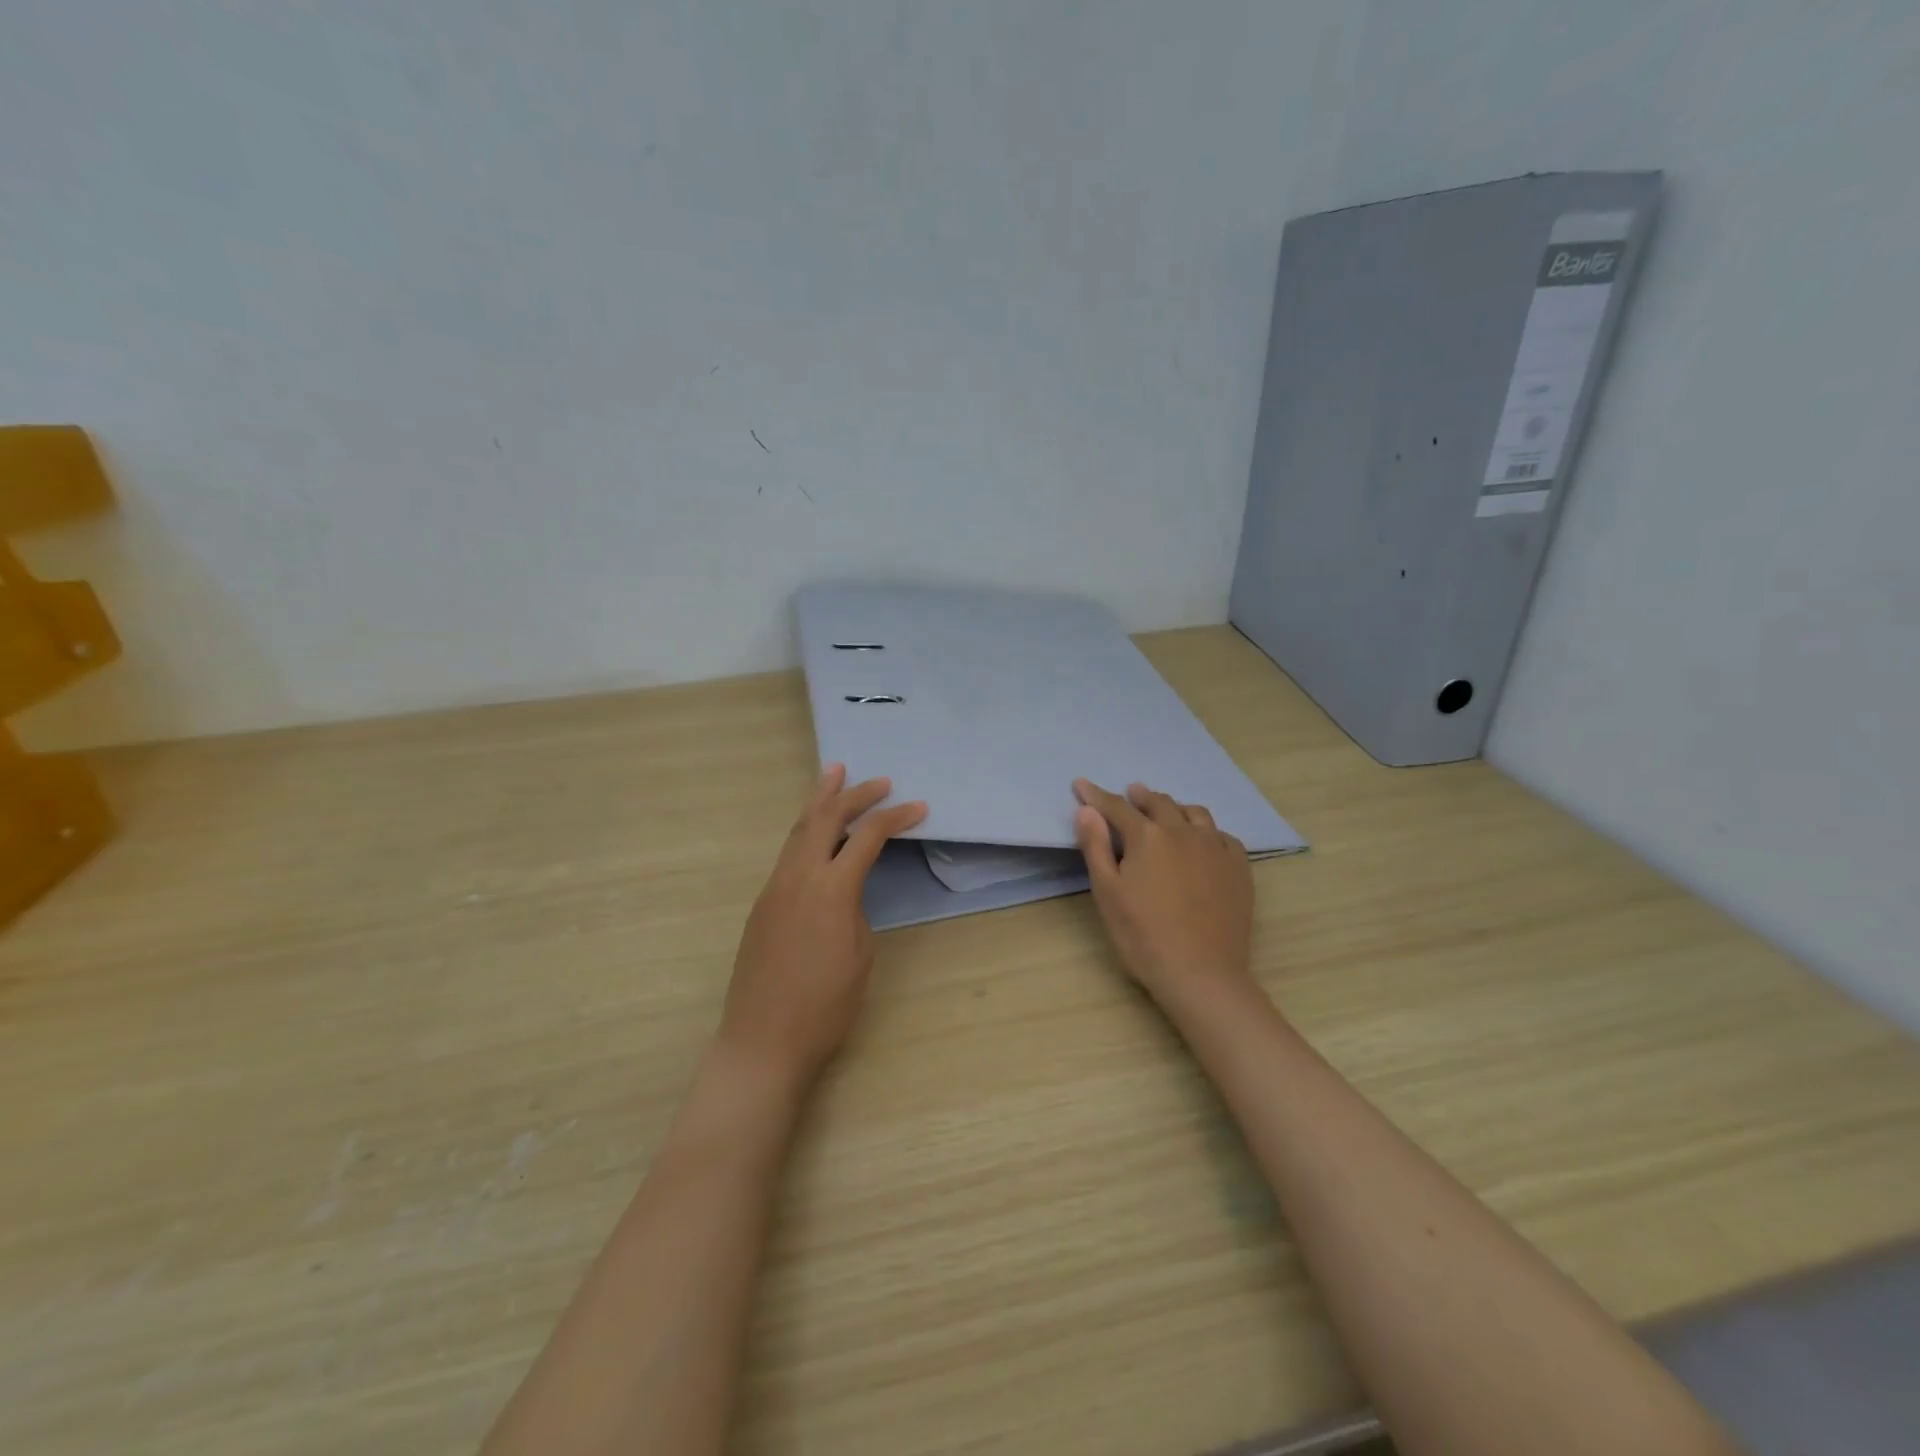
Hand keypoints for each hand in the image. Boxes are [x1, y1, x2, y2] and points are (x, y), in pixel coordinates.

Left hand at [719, 765, 926, 1090]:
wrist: (762, 1042)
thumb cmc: (824, 1007)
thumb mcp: (859, 956)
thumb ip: (856, 910)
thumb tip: (846, 890)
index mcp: (831, 890)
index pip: (868, 837)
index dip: (896, 818)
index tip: (919, 807)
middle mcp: (798, 877)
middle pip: (826, 818)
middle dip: (854, 794)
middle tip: (879, 781)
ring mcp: (774, 887)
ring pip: (798, 829)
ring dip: (820, 800)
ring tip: (833, 774)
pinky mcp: (762, 903)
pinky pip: (788, 852)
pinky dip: (806, 829)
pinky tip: (816, 829)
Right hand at [1072, 779, 1253, 1008]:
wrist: (1201, 974)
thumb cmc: (1143, 936)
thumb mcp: (1107, 892)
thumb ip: (1096, 846)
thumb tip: (1088, 810)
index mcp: (1147, 836)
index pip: (1116, 807)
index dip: (1096, 795)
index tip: (1081, 785)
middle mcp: (1184, 832)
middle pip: (1159, 803)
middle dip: (1140, 796)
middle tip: (1130, 793)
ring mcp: (1216, 848)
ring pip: (1194, 813)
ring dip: (1175, 807)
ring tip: (1167, 811)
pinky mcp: (1238, 868)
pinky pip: (1222, 836)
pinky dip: (1206, 831)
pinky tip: (1203, 841)